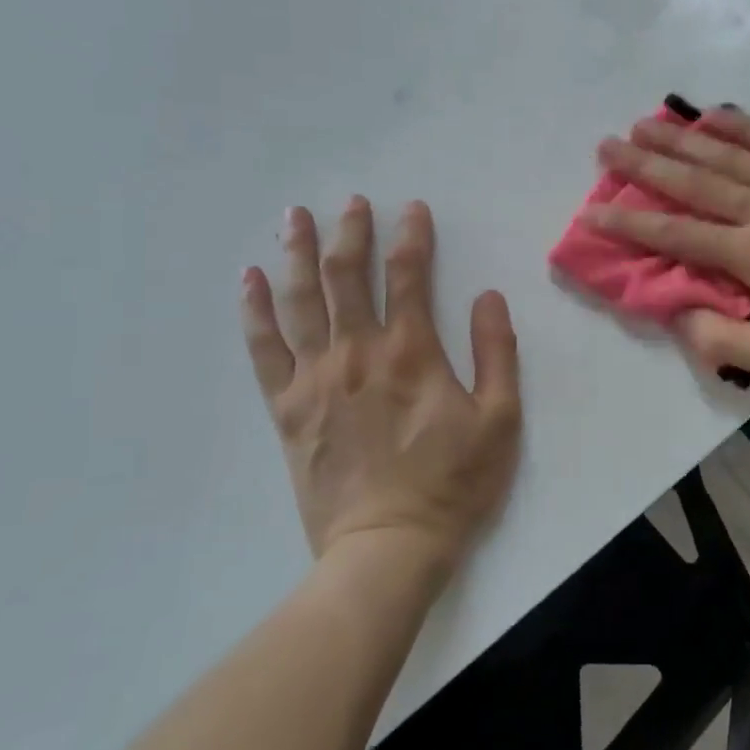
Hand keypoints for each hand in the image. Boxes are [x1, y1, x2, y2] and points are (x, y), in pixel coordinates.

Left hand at [240, 198, 521, 578]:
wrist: (388, 547)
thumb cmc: (453, 483)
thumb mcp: (500, 420)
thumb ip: (496, 353)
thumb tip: (488, 296)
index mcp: (411, 352)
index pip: (409, 275)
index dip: (412, 236)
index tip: (413, 209)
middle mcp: (357, 352)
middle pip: (346, 275)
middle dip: (350, 231)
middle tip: (351, 201)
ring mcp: (315, 379)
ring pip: (300, 301)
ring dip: (297, 253)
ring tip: (294, 216)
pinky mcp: (286, 408)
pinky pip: (264, 349)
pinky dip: (255, 311)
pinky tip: (249, 280)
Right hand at [587, 108, 749, 382]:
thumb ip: (728, 341)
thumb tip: (679, 316)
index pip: (680, 236)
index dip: (631, 224)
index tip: (591, 211)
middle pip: (697, 182)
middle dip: (646, 166)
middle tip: (607, 146)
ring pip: (731, 154)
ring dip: (684, 138)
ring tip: (645, 122)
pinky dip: (745, 126)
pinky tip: (717, 113)